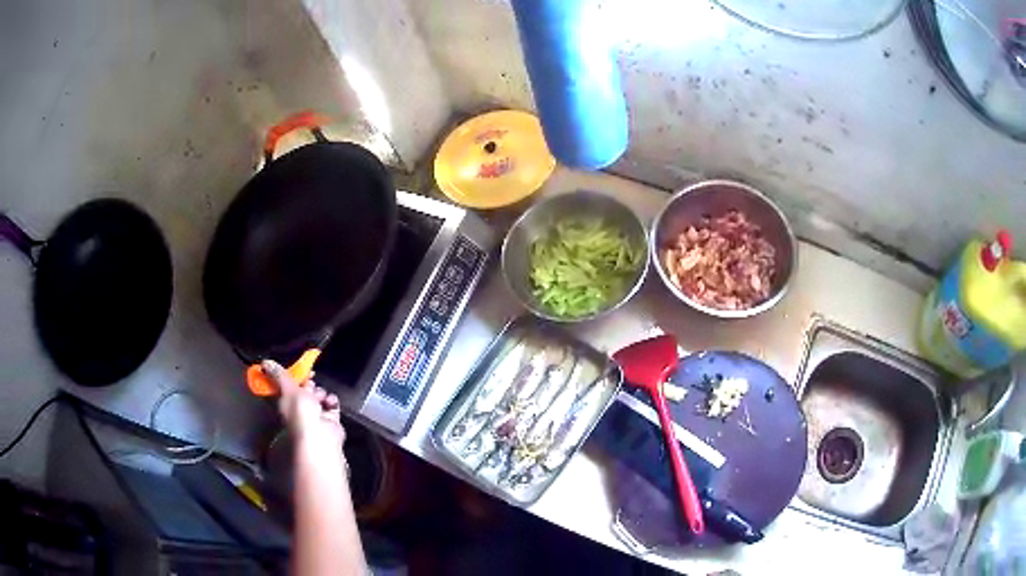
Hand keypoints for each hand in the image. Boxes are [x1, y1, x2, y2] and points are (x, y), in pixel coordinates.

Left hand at [261, 360, 344, 448]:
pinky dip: (331, 402)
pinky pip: (330, 405)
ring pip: (317, 396)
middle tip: (310, 380)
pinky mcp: (329, 419)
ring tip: (320, 397)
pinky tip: (329, 403)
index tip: (294, 369)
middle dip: (307, 384)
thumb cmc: (299, 411)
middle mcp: (297, 410)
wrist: (320, 435)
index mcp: (284, 403)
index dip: (288, 377)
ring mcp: (314, 415)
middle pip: (302, 390)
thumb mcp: (287, 388)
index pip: (283, 387)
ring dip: (320, 393)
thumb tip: (265, 362)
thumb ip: (278, 374)